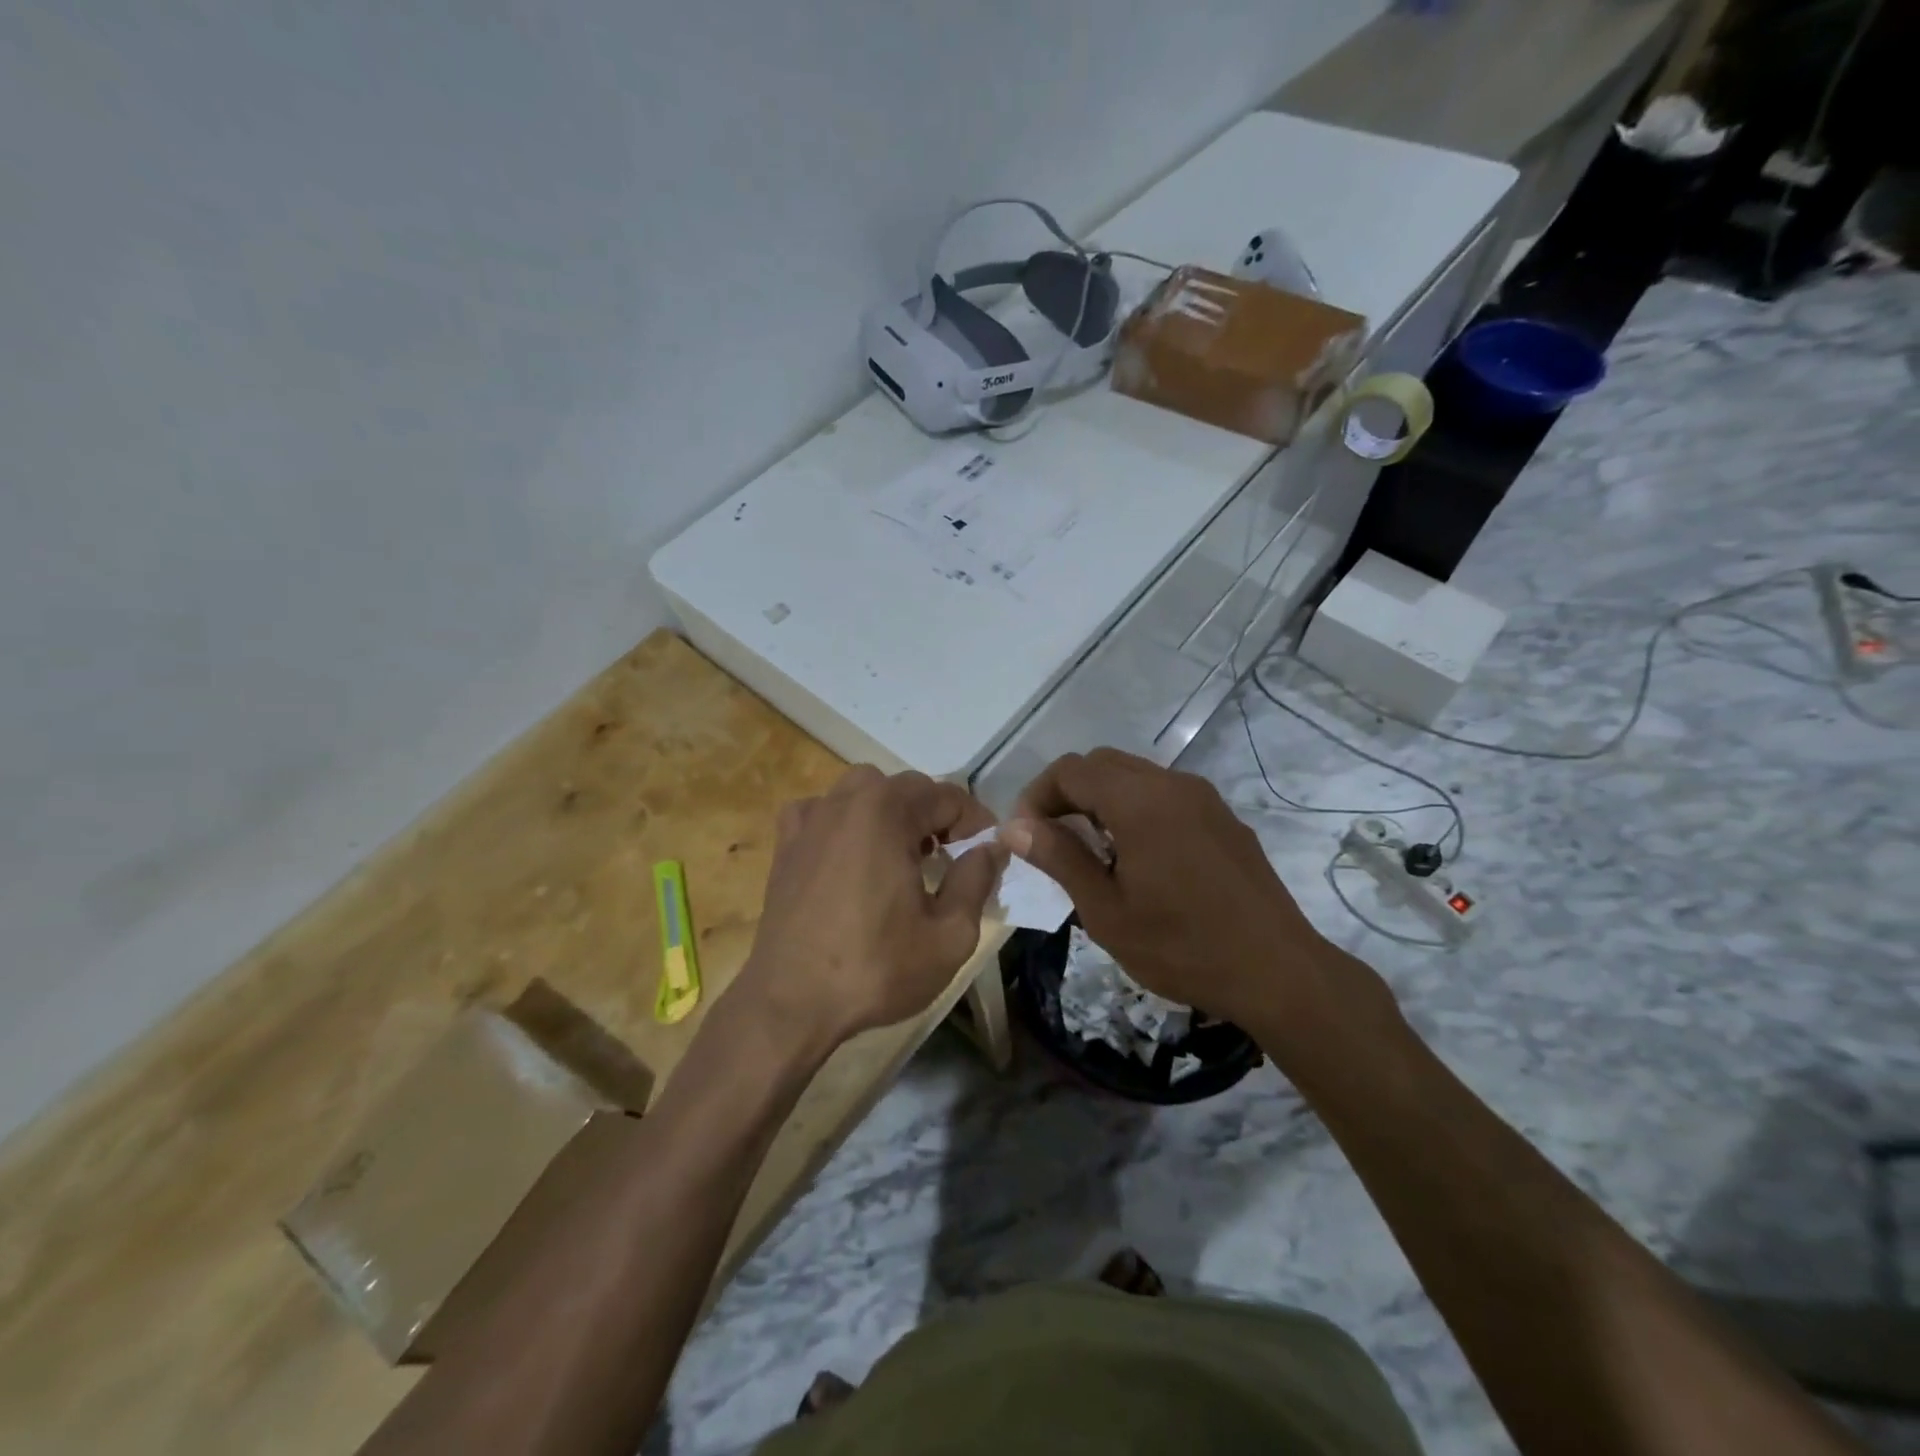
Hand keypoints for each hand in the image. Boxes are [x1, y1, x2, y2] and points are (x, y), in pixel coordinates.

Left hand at [738, 766, 1006, 1046]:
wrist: (790, 1003)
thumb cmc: (875, 968)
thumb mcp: (950, 935)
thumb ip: (977, 880)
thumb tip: (991, 847)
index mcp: (888, 811)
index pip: (949, 796)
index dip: (976, 823)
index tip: (987, 853)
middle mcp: (847, 800)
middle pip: (908, 788)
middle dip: (937, 816)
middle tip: (950, 858)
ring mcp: (811, 818)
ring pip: (865, 792)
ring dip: (892, 812)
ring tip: (903, 854)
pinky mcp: (786, 842)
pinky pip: (824, 811)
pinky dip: (845, 821)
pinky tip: (849, 854)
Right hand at [1004, 749, 1331, 1028]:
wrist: (1278, 972)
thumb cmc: (1182, 947)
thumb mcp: (1107, 911)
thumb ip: (1059, 858)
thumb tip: (1013, 826)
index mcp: (1139, 801)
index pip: (1070, 770)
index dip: (1037, 796)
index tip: (1025, 836)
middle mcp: (1172, 784)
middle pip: (1101, 763)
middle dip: (1066, 793)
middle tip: (1051, 840)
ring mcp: (1203, 797)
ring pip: (1134, 775)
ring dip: (1100, 799)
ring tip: (1091, 851)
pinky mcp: (1223, 817)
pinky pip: (1164, 794)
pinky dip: (1134, 808)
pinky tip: (1137, 857)